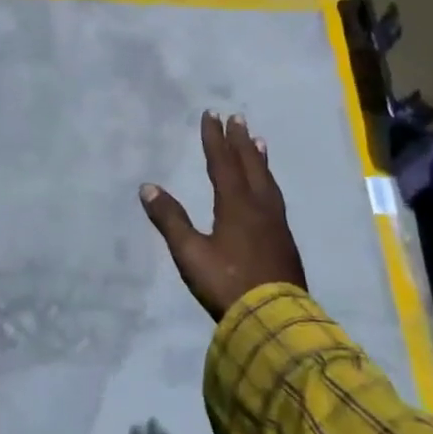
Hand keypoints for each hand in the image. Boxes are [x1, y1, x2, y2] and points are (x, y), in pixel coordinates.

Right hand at [140, 112, 306, 320]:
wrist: (274, 318)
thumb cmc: (227, 283)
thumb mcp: (190, 253)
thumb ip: (170, 219)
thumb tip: (147, 187)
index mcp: (236, 205)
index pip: (222, 163)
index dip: (215, 138)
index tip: (211, 115)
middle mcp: (259, 206)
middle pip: (249, 166)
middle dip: (240, 141)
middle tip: (238, 117)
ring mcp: (276, 223)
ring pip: (267, 180)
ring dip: (259, 158)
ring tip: (258, 141)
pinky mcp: (284, 240)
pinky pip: (275, 197)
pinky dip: (269, 180)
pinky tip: (268, 187)